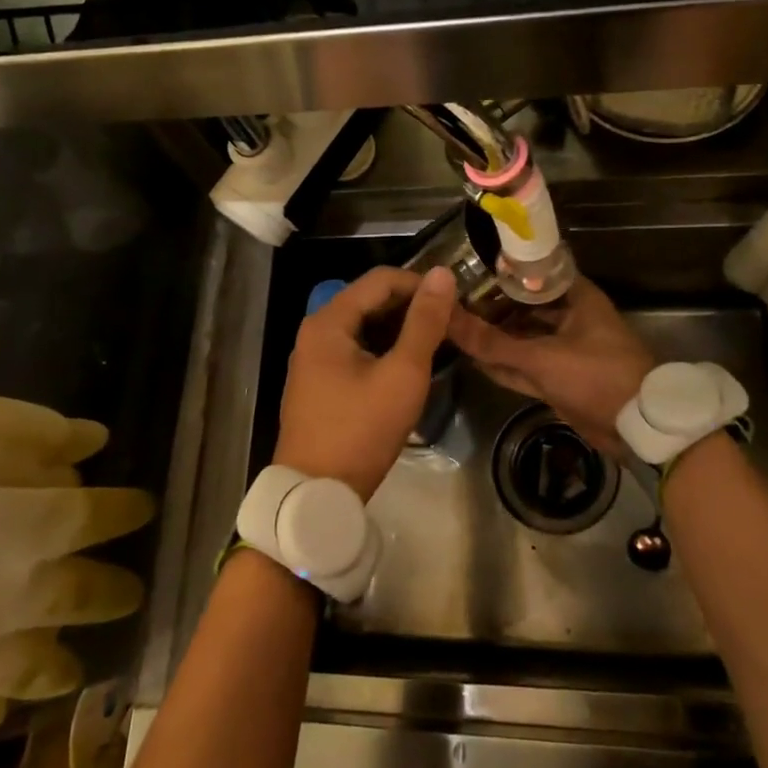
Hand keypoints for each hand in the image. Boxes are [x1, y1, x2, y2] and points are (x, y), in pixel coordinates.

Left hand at [274, 265, 456, 500]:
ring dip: (399, 330)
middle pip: (370, 301)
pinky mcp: (318, 383)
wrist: (316, 493)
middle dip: (411, 307)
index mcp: (328, 322)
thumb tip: (443, 274)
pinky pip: (355, 350)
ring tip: (436, 344)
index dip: (421, 285)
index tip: (455, 304)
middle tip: (450, 326)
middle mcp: (315, 332)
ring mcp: (313, 359)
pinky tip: (407, 366)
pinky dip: (383, 350)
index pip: (381, 280)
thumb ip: (424, 322)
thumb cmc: (361, 430)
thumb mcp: (402, 374)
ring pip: (364, 327)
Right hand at [446, 279, 654, 454]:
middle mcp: (571, 318)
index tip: (466, 271)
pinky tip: (475, 359)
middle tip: (453, 302)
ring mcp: (566, 349)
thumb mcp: (541, 357)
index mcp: (577, 298)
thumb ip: (493, 342)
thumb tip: (447, 319)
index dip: (500, 272)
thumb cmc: (596, 375)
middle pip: (524, 307)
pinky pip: (526, 366)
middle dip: (492, 307)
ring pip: (523, 339)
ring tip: (456, 329)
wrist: (637, 427)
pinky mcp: (561, 378)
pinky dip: (505, 365)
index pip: (532, 274)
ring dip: (496, 338)